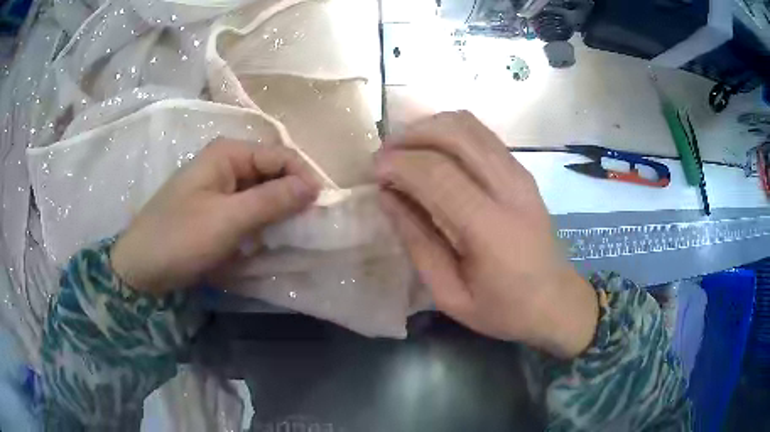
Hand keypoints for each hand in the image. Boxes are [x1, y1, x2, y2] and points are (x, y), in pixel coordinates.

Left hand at [111, 139, 320, 294]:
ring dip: (278, 211)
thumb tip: (314, 186)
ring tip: (293, 234)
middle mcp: (225, 162)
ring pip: (261, 191)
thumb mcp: (229, 219)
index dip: (303, 177)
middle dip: (292, 195)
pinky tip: (268, 238)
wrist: (141, 268)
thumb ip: (272, 200)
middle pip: (271, 171)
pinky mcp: (215, 208)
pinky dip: (261, 222)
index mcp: (228, 153)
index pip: (280, 155)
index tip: (321, 208)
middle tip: (310, 225)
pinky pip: (247, 208)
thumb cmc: (181, 238)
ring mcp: (218, 185)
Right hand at [375, 111, 597, 358]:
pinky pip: (482, 134)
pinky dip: (451, 132)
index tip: (374, 171)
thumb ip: (417, 242)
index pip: (437, 173)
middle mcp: (509, 188)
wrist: (556, 301)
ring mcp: (520, 174)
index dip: (398, 163)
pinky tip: (435, 152)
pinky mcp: (523, 171)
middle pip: (455, 133)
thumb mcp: (450, 294)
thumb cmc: (503, 308)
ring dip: (430, 128)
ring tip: (406, 150)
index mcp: (490, 228)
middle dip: (411, 135)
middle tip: (386, 155)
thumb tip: (387, 197)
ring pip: (469, 125)